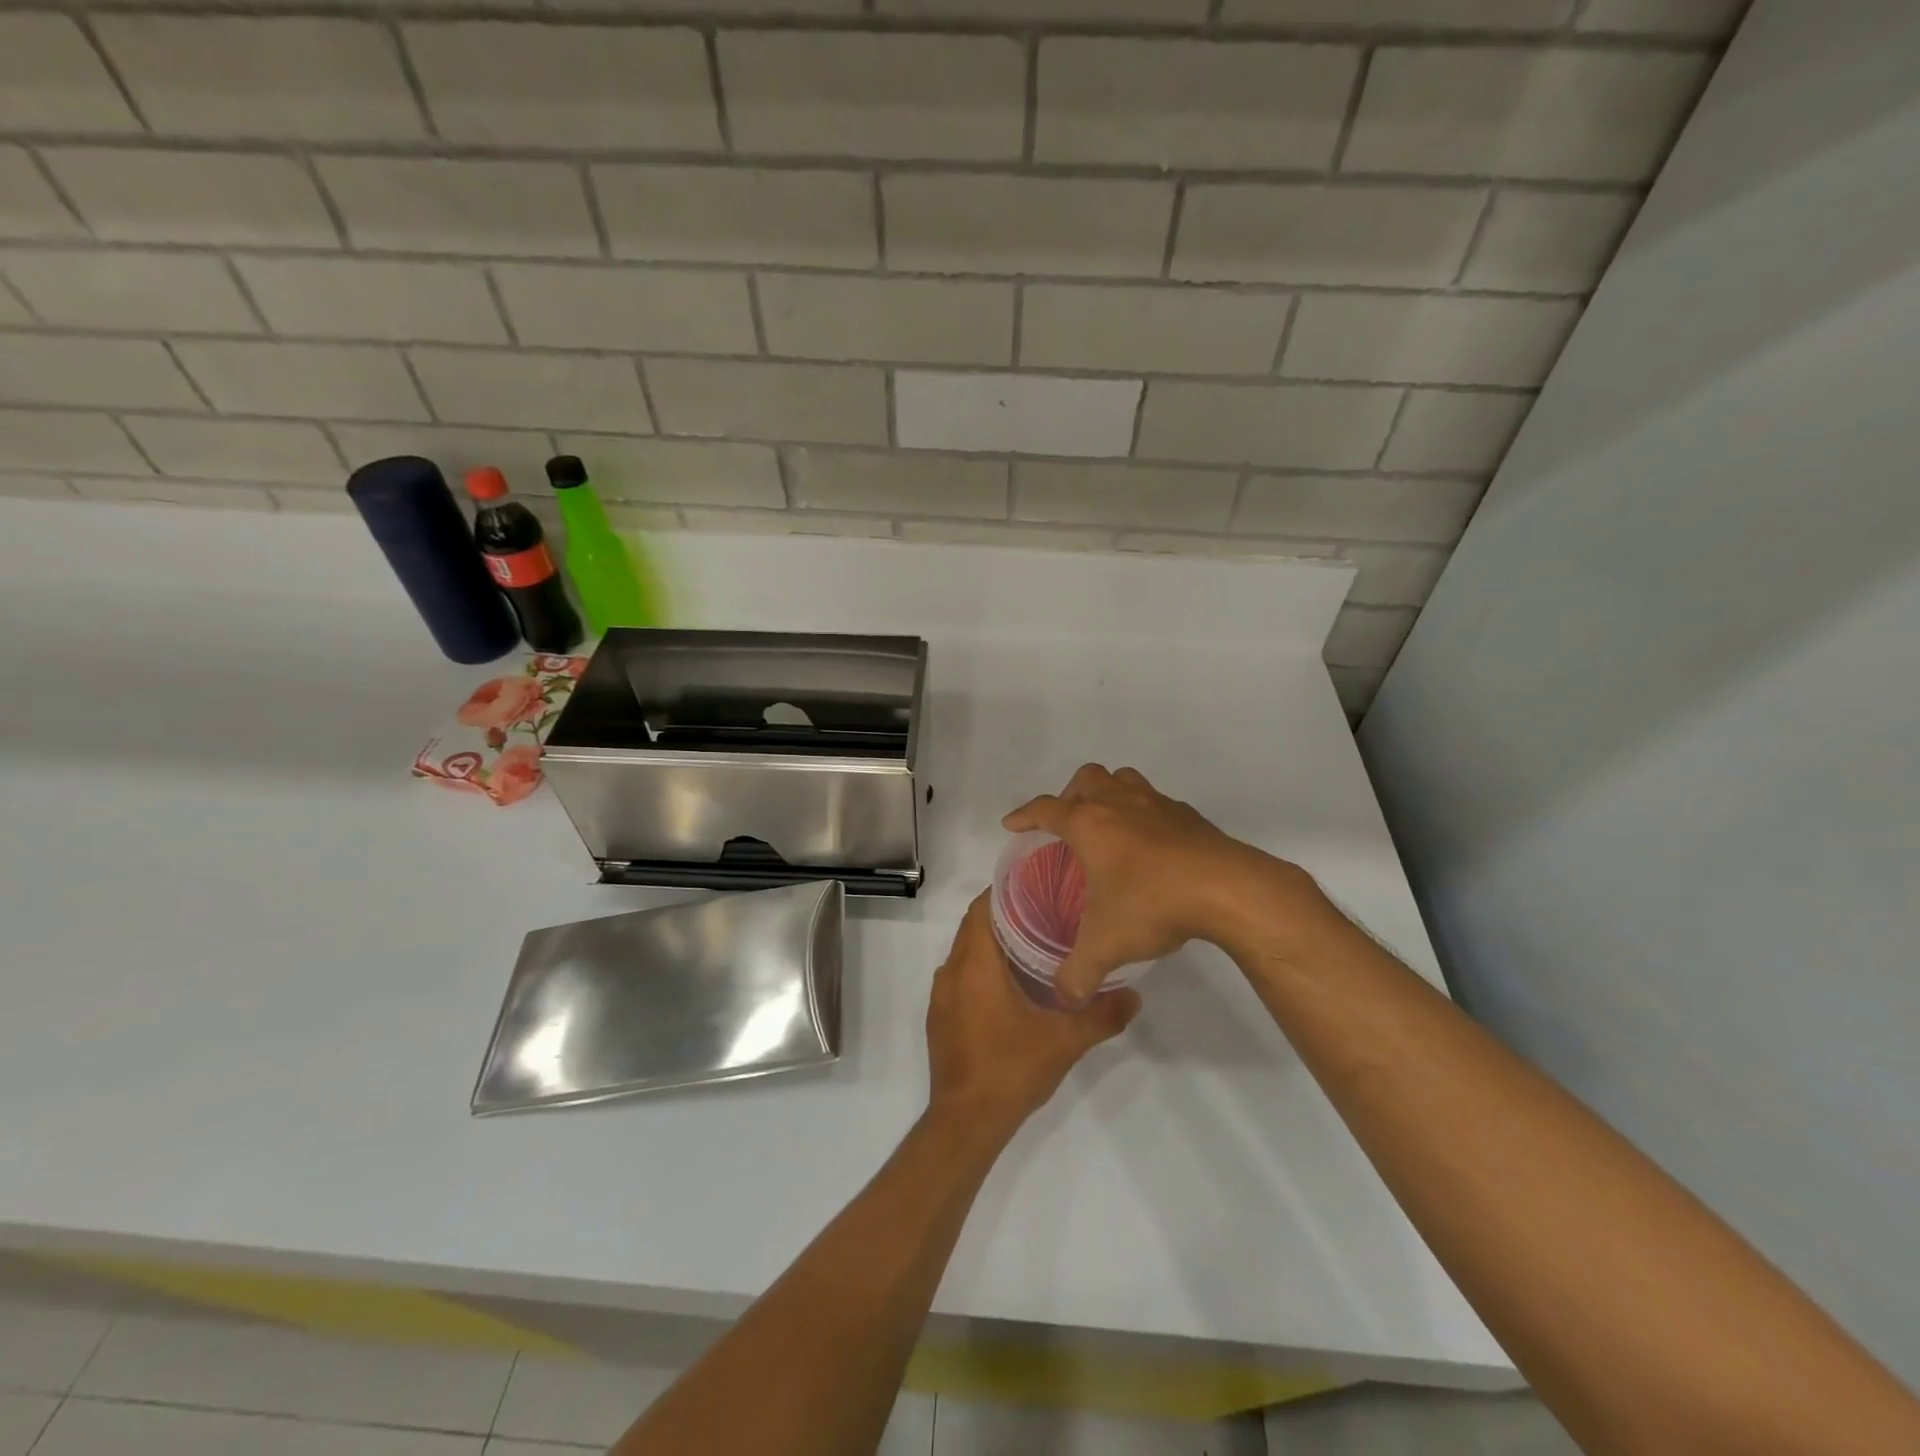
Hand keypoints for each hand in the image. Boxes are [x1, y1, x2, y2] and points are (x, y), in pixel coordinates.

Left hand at [926, 892, 1139, 1142]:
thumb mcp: (1064, 1041)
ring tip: (1032, 945)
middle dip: (1005, 916)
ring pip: (966, 953)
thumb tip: (1135, 995)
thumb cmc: (1010, 1069)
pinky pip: (960, 978)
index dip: (1005, 891)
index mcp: (975, 964)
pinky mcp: (940, 1018)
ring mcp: (941, 997)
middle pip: (974, 927)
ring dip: (992, 945)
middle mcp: (951, 972)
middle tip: (1045, 912)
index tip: (1036, 884)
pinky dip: (981, 970)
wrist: (966, 1122)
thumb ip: (1101, 1015)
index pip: (982, 908)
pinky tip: (1010, 986)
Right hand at [1005, 764, 1326, 1003]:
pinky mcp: (1188, 815)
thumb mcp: (1106, 946)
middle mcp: (1119, 803)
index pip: (1045, 809)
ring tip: (1107, 825)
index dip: (1025, 815)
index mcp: (1089, 824)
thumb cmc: (1152, 904)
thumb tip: (1065, 996)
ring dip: (1109, 793)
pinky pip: (1156, 801)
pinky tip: (1151, 846)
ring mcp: (1156, 804)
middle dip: (1070, 796)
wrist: (1227, 889)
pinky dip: (1144, 814)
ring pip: (1123, 778)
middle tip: (1068, 825)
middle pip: (1086, 779)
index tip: (1012, 824)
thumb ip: (1078, 973)